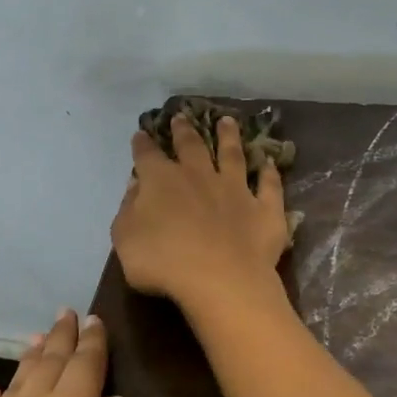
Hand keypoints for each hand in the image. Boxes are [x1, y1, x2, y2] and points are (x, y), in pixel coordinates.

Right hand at [112, 114, 290, 312]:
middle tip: (182, 117)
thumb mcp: (125, 239)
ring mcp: (236, 189)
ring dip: (229, 137)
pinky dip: (270, 173)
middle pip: (191, 146)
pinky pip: (269, 186)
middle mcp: (199, 176)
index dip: (142, 145)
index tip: (141, 135)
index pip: (147, 156)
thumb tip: (136, 187)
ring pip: (233, 155)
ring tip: (227, 121)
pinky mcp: (264, 208)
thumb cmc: (163, 262)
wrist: (219, 280)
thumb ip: (128, 210)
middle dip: (184, 131)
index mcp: (161, 182)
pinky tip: (270, 163)